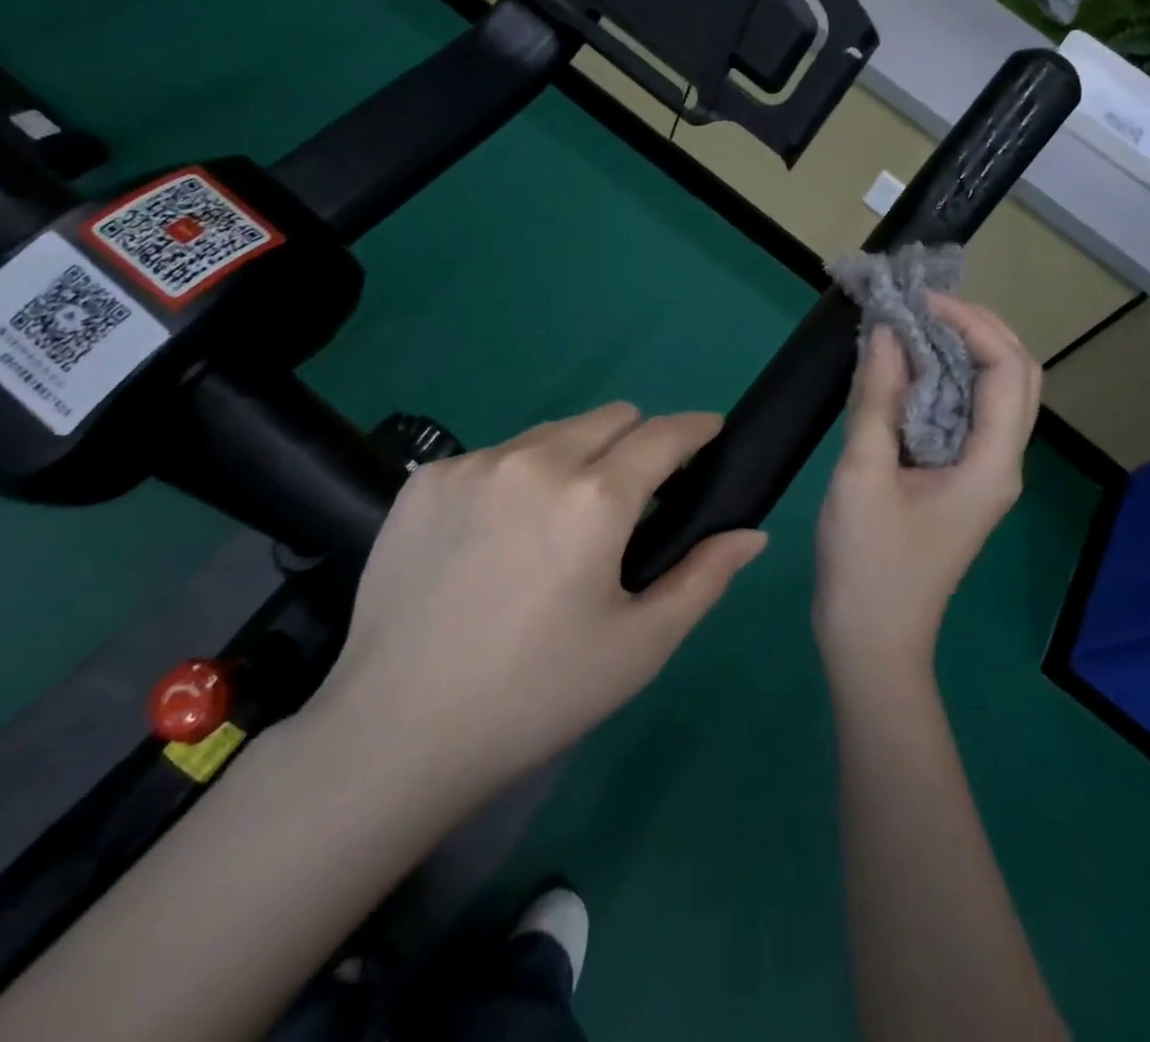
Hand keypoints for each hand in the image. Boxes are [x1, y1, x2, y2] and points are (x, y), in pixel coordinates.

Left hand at [308, 404, 765, 808]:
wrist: (397, 731)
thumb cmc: (537, 694)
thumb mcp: (639, 646)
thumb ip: (704, 577)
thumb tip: (751, 533)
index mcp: (594, 498)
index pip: (665, 433)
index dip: (697, 429)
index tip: (710, 435)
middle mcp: (535, 460)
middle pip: (612, 417)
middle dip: (638, 443)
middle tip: (634, 500)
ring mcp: (474, 464)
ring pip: (553, 431)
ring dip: (577, 457)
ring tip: (562, 521)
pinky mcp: (426, 479)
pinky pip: (496, 455)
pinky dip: (519, 477)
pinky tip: (499, 536)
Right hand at [814, 295, 1042, 682]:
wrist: (871, 640)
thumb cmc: (868, 564)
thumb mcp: (863, 475)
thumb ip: (878, 400)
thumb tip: (888, 333)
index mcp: (992, 464)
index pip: (1006, 369)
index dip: (970, 322)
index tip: (920, 301)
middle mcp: (1001, 463)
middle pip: (1016, 376)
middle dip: (977, 329)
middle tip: (923, 306)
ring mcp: (983, 474)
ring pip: (994, 394)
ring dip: (962, 352)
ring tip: (914, 325)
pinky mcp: (959, 481)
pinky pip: (965, 415)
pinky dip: (944, 381)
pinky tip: (906, 370)